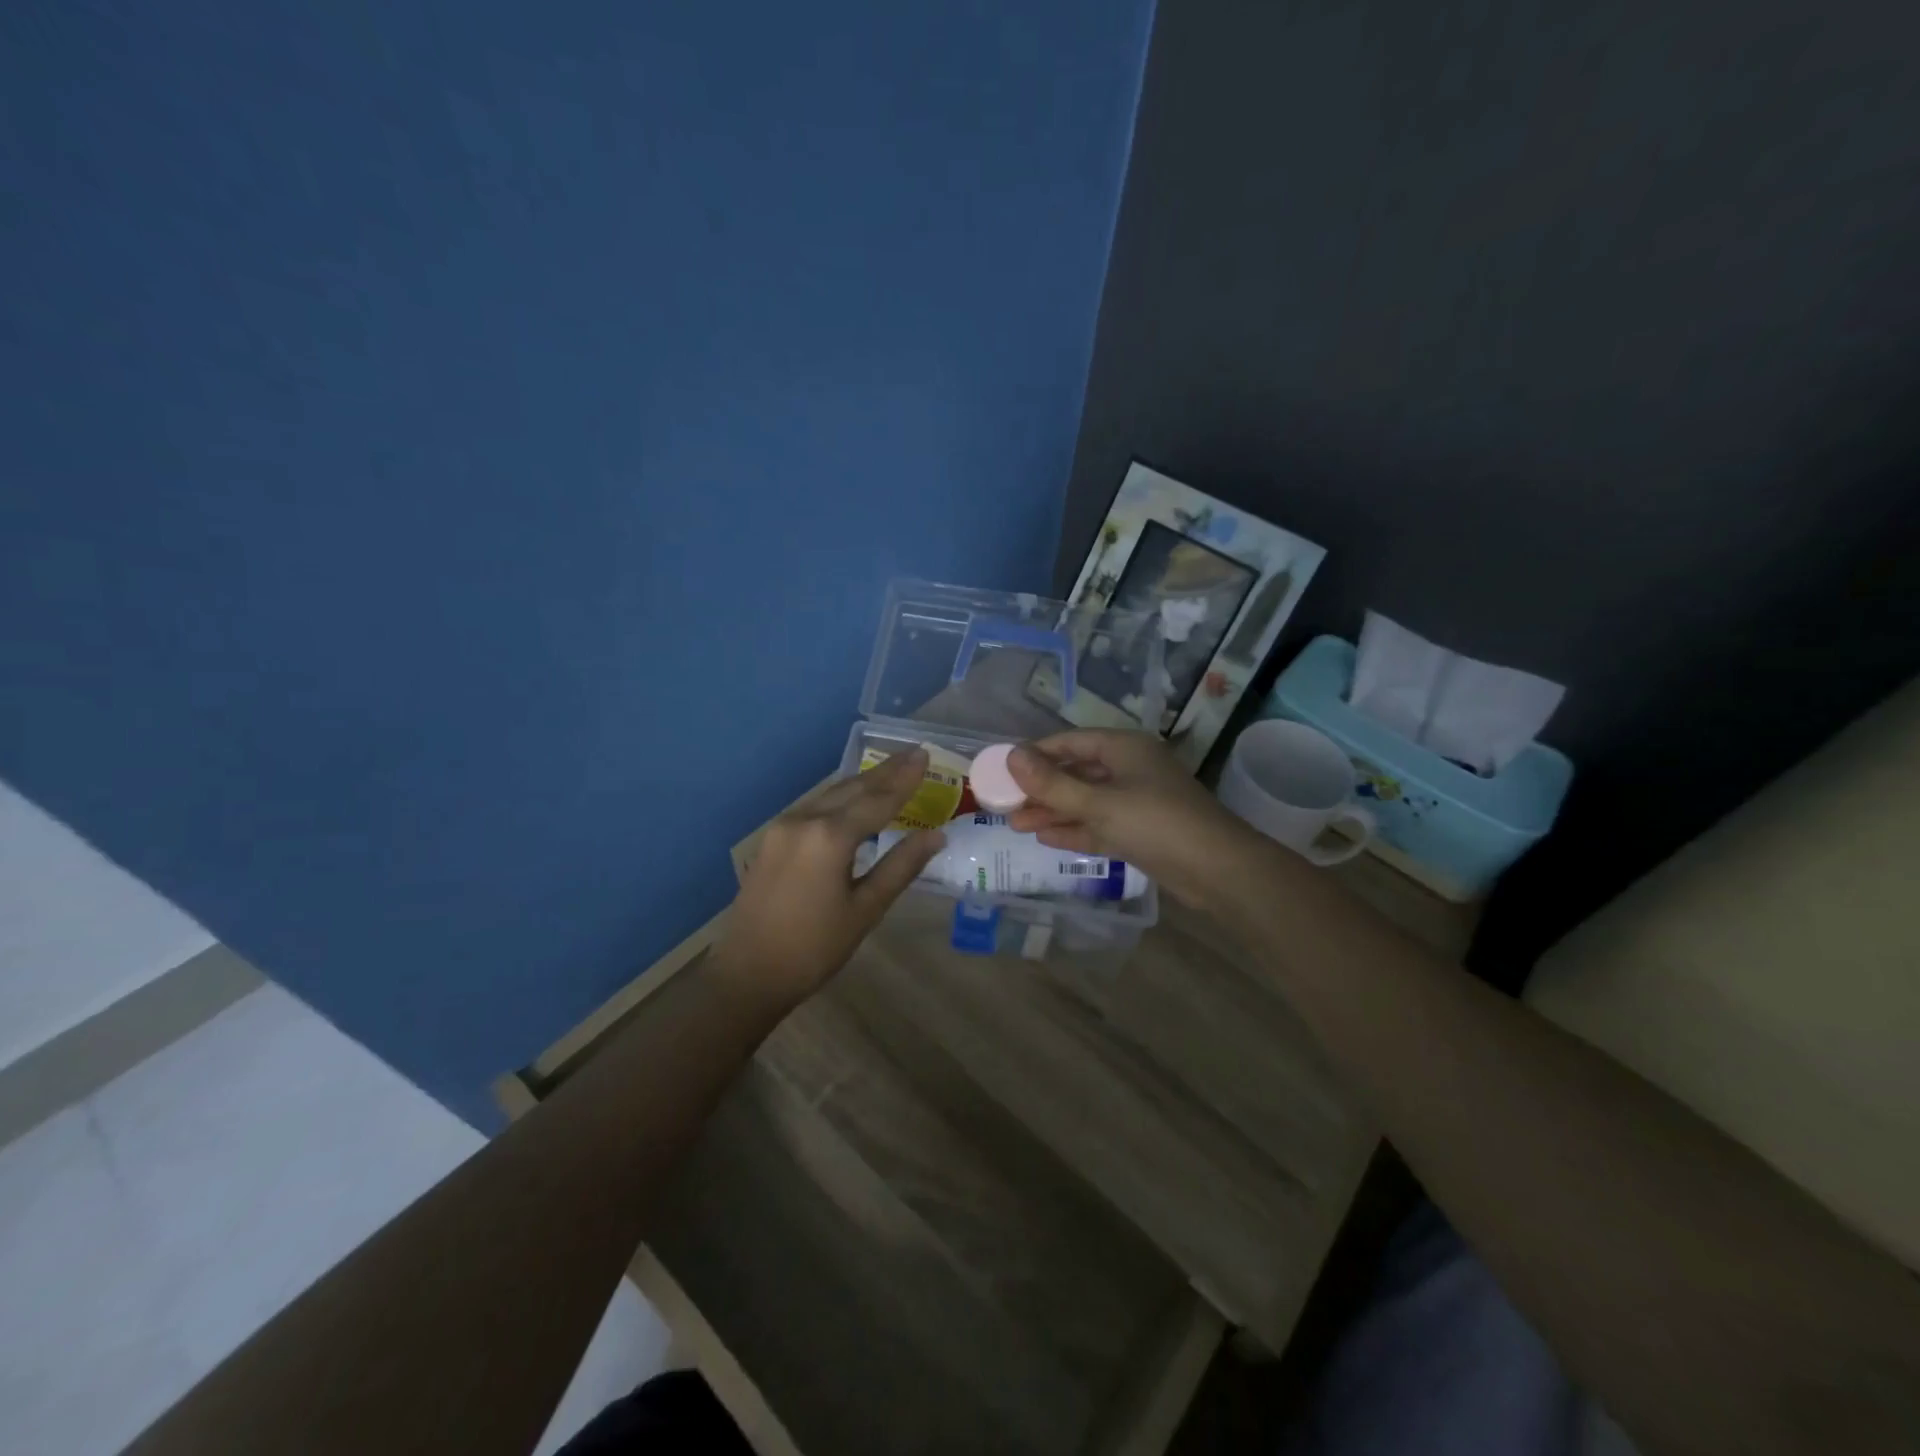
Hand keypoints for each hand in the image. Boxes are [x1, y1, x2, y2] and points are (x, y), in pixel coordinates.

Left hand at [712, 749, 944, 1012]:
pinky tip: (854, 800)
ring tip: (891, 771)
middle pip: (852, 789)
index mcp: (830, 837)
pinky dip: (841, 799)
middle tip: (913, 753)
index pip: (878, 800)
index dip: (904, 779)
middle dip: (885, 772)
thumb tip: (936, 836)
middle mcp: (804, 820)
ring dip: (863, 782)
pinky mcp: (772, 839)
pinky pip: (814, 808)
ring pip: (831, 795)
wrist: (747, 974)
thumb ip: (900, 867)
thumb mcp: (865, 910)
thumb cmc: (814, 948)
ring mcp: (783, 827)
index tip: (924, 756)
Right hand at [1006, 730, 1263, 908]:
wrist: (1217, 870)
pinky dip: (1074, 829)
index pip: (1069, 742)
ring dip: (1053, 811)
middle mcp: (1129, 768)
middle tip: (1004, 803)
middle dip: (1040, 788)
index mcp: (1123, 748)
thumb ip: (1053, 784)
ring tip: (1015, 824)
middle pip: (1075, 772)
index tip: (1002, 769)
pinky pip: (1099, 824)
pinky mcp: (1140, 831)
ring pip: (1085, 801)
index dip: (1035, 754)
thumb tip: (1012, 756)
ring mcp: (1136, 801)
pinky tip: (1045, 837)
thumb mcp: (1098, 803)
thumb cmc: (1156, 823)